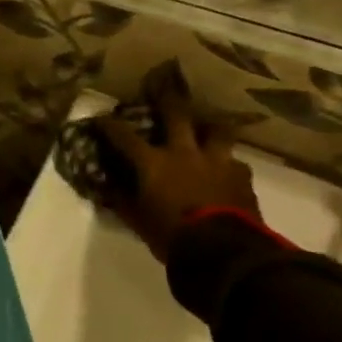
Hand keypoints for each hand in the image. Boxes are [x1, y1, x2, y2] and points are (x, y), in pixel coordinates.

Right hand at [92, 98, 258, 262]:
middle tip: (164, 88)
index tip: (100, 117)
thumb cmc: (174, 237)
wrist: (225, 254)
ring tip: (207, 127)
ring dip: (210, 127)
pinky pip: (236, 162)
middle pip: (176, 114)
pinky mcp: (242, 176)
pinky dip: (230, 164)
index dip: (109, 124)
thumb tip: (108, 187)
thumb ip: (123, 201)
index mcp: (154, 163)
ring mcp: (217, 161)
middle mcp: (184, 153)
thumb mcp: (140, 222)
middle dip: (167, 99)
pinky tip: (228, 170)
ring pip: (217, 130)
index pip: (124, 136)